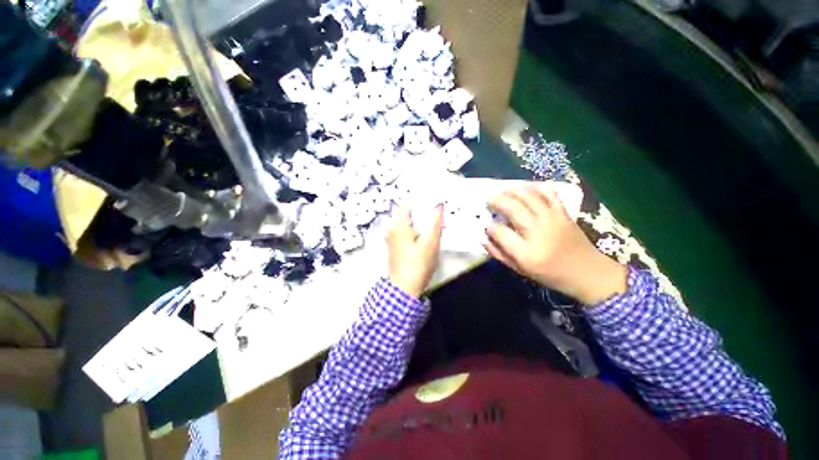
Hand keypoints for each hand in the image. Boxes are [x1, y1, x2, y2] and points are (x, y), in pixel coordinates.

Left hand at [386, 205, 443, 298]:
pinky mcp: (395, 246)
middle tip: (436, 207)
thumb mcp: (430, 243)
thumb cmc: (418, 264)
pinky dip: (415, 227)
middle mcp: (392, 228)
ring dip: (418, 218)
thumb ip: (435, 223)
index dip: (419, 197)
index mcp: (399, 225)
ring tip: (433, 218)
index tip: (433, 195)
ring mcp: (392, 238)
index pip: (407, 203)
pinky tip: (424, 232)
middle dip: (421, 208)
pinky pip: (405, 230)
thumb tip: (439, 206)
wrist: (404, 288)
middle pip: (406, 212)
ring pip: (406, 222)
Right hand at [485, 186, 626, 304]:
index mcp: (526, 252)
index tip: (487, 226)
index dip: (490, 227)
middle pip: (512, 208)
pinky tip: (525, 190)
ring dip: (511, 190)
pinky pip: (548, 193)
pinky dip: (535, 188)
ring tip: (502, 191)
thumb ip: (499, 253)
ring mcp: (552, 219)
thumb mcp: (520, 269)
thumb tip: (483, 238)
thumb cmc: (550, 274)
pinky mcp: (563, 212)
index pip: (500, 232)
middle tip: (489, 201)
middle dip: (496, 201)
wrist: (588, 272)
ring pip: (528, 195)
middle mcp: (538, 231)